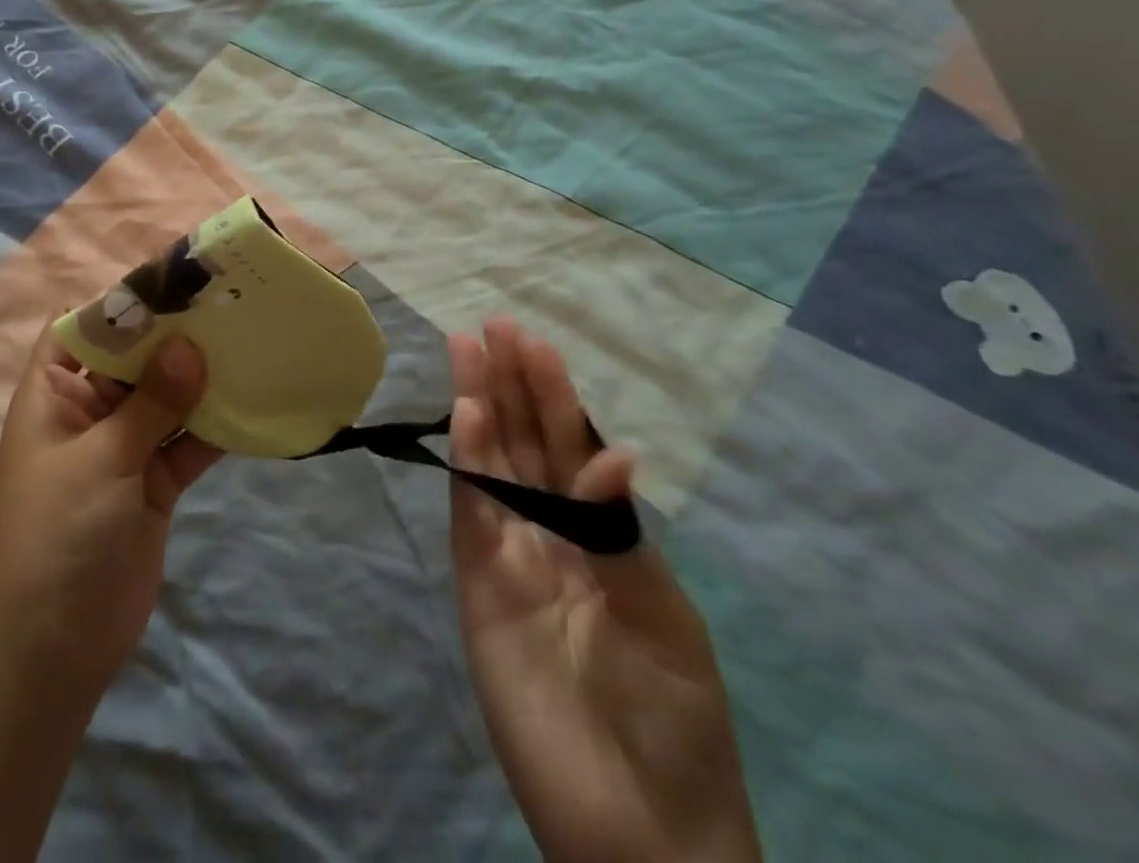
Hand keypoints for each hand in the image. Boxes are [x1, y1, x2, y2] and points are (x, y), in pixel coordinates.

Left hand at [0, 322, 223, 701]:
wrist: (52, 653)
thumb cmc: (57, 537)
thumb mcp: (100, 459)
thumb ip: (150, 402)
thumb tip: (190, 344)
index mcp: (54, 395)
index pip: (82, 328)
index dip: (121, 301)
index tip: (175, 277)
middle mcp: (88, 412)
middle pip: (133, 359)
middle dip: (175, 335)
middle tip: (228, 302)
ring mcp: (123, 448)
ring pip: (166, 398)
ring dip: (201, 377)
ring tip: (249, 340)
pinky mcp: (154, 483)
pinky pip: (187, 442)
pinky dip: (214, 427)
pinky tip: (252, 401)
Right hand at [450, 319, 760, 862]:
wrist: (637, 831)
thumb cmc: (672, 722)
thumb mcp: (664, 620)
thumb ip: (621, 533)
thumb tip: (614, 453)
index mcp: (602, 533)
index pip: (571, 446)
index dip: (552, 394)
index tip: (534, 343)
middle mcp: (551, 530)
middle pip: (523, 441)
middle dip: (507, 382)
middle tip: (491, 326)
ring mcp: (510, 554)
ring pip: (489, 463)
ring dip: (478, 406)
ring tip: (466, 349)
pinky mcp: (477, 584)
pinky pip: (470, 513)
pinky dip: (465, 463)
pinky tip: (465, 418)